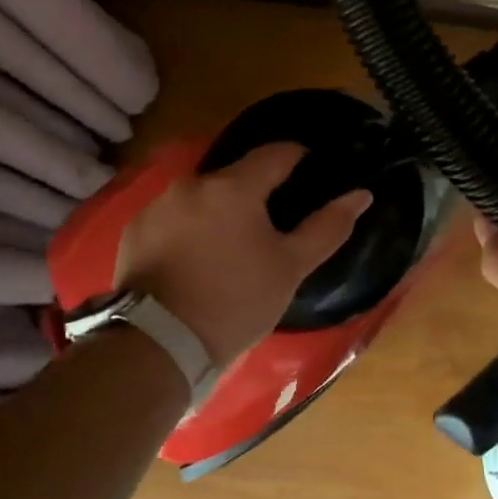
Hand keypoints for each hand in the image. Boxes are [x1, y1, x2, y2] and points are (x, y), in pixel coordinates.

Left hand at [116, 143, 372, 364]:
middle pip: (236, 175)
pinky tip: (197, 257)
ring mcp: (159, 204)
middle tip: (272, 223)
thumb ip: (327, 226)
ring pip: (203, 195)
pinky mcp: (136, 228)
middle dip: (257, 190)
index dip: (298, 157)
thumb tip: (361, 194)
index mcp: (235, 187)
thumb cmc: (235, 302)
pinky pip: (174, 215)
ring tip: (232, 243)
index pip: (276, 153)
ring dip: (221, 208)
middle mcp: (194, 183)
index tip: (311, 170)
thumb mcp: (290, 268)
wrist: (158, 344)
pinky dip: (191, 226)